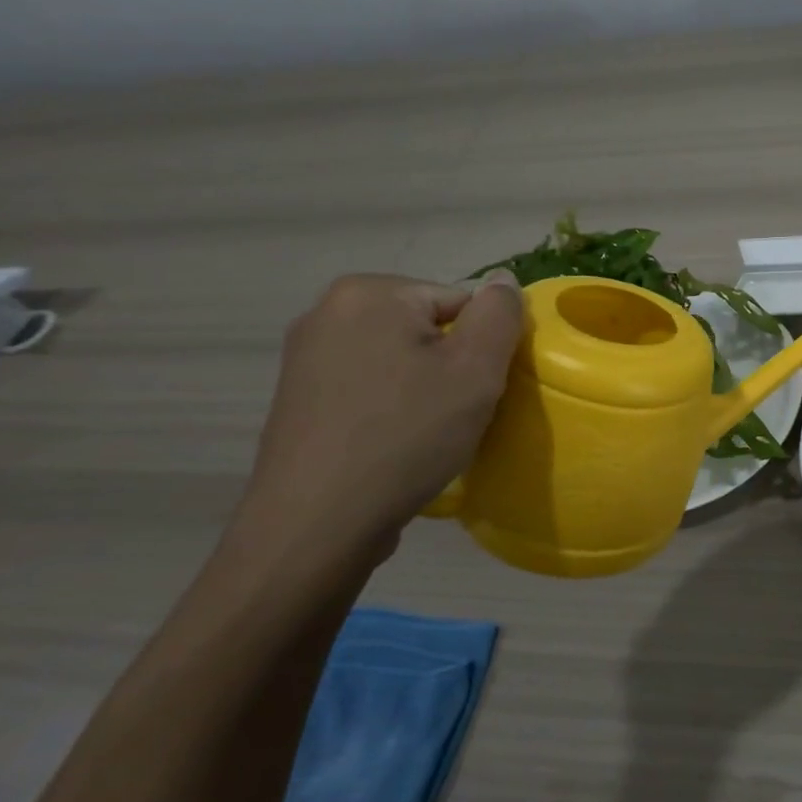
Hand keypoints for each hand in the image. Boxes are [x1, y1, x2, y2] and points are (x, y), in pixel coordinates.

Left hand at [234, 272, 524, 570]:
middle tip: (456, 413)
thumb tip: (502, 279)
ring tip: (426, 432)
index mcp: (370, 293)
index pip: (460, 302)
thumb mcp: (476, 371)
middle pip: (427, 327)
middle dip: (451, 365)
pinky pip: (369, 384)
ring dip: (424, 387)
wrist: (318, 522)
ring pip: (399, 358)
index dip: (482, 347)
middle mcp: (328, 310)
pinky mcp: (299, 396)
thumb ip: (499, 315)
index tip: (479, 390)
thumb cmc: (406, 435)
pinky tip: (393, 442)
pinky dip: (391, 405)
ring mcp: (306, 355)